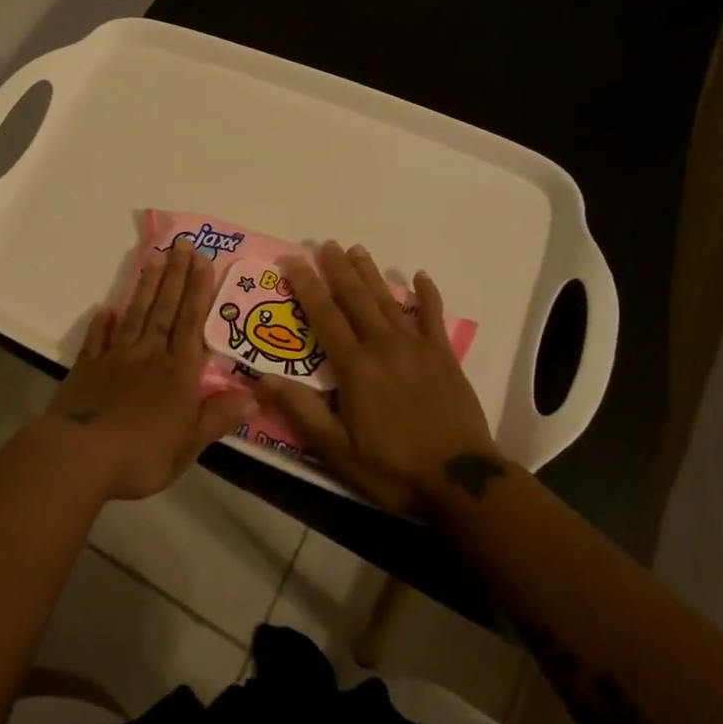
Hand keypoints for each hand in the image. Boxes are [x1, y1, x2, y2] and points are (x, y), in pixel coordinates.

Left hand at [36, 238, 254, 500]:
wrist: (79, 457)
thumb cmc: (141, 455)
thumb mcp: (189, 444)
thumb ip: (218, 417)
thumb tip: (255, 396)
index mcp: (177, 373)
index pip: (191, 323)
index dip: (198, 291)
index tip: (202, 260)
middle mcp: (149, 356)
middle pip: (165, 310)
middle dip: (176, 276)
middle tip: (182, 243)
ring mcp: (115, 359)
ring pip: (136, 316)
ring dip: (146, 287)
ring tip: (154, 258)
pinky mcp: (87, 369)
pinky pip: (97, 340)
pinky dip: (102, 324)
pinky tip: (105, 309)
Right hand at [250, 241, 507, 514]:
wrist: (459, 480)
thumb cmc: (392, 468)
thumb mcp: (337, 449)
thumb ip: (302, 411)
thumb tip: (263, 379)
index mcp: (355, 366)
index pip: (324, 316)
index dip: (306, 286)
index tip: (293, 261)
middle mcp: (383, 345)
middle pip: (356, 298)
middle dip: (338, 269)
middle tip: (325, 244)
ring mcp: (417, 347)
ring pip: (388, 300)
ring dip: (371, 273)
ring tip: (357, 250)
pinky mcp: (444, 355)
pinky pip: (433, 316)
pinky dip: (427, 294)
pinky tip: (420, 276)